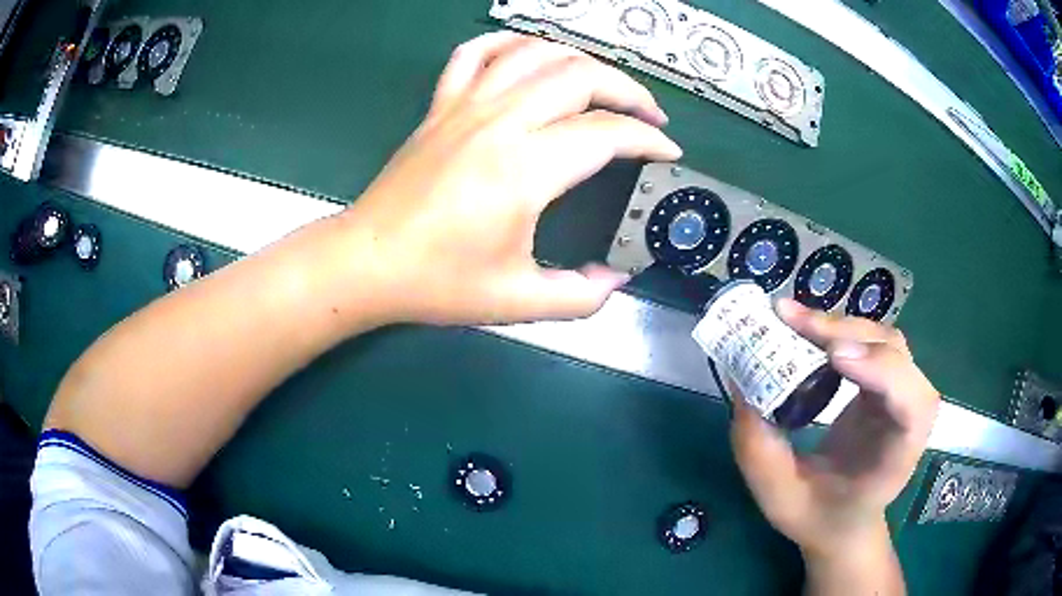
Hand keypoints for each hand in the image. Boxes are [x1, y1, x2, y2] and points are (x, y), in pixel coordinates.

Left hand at [341, 32, 681, 324]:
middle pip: (580, 76)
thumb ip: (579, 297)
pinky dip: (509, 43)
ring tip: (602, 83)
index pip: (606, 134)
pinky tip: (529, 54)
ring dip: (580, 60)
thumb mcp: (518, 301)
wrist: (367, 262)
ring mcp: (465, 106)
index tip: (666, 151)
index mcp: (524, 169)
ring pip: (535, 53)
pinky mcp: (441, 106)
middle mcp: (499, 122)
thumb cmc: (437, 282)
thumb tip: (614, 282)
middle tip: (648, 114)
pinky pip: (475, 53)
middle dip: (628, 90)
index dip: (648, 139)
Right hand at [729, 299, 939, 556]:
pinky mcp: (883, 380)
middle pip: (896, 355)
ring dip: (838, 325)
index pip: (912, 405)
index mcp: (897, 456)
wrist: (844, 520)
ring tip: (790, 318)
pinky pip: (868, 341)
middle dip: (847, 334)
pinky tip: (805, 327)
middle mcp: (908, 415)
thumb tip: (742, 386)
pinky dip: (837, 328)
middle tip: (792, 322)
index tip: (833, 358)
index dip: (882, 371)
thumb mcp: (780, 499)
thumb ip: (760, 453)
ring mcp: (898, 391)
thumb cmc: (819, 517)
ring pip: (882, 338)